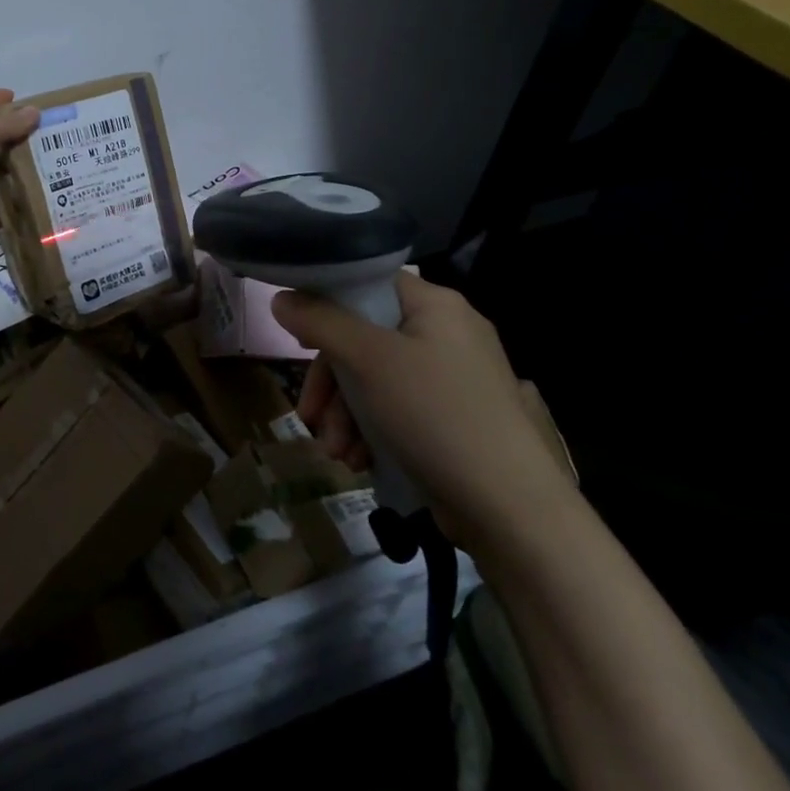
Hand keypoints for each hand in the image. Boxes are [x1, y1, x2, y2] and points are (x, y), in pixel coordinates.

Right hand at [273, 274, 576, 551]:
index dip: (327, 307)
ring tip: (337, 453)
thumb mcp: (367, 360)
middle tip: (310, 417)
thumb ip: (320, 322)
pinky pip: (397, 409)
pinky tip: (359, 461)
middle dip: (331, 384)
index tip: (300, 342)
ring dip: (345, 415)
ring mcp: (452, 378)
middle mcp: (447, 333)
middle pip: (365, 339)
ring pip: (375, 380)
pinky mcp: (453, 417)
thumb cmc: (434, 414)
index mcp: (435, 305)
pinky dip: (371, 432)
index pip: (368, 285)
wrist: (509, 506)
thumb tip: (281, 298)